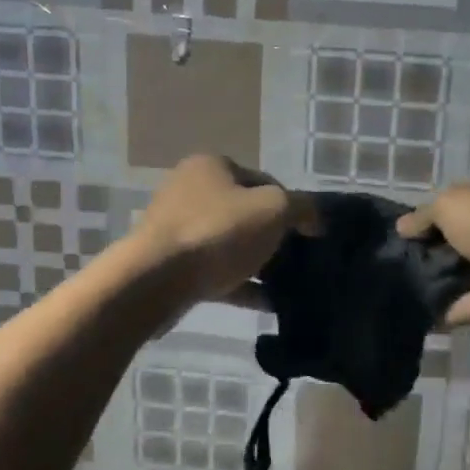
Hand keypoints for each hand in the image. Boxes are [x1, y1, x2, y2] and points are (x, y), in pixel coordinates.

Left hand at [132, 155, 316, 304]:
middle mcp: (189, 190)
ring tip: (286, 284)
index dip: (290, 204)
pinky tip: (266, 303)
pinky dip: (240, 285)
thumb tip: (315, 219)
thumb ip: (302, 208)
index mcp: (212, 166)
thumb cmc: (218, 232)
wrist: (155, 280)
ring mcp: (177, 229)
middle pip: (245, 212)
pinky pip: (215, 271)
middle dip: (272, 235)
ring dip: (257, 262)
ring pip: (229, 244)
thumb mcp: (274, 210)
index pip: (264, 180)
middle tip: (297, 258)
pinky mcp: (171, 265)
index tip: (306, 232)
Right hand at [397, 173, 469, 329]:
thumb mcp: (452, 206)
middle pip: (461, 237)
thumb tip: (402, 227)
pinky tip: (426, 318)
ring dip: (442, 282)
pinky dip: (456, 309)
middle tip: (395, 268)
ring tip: (405, 294)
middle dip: (432, 251)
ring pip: (469, 271)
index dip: (427, 216)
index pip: (454, 201)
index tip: (400, 237)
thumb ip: (425, 216)